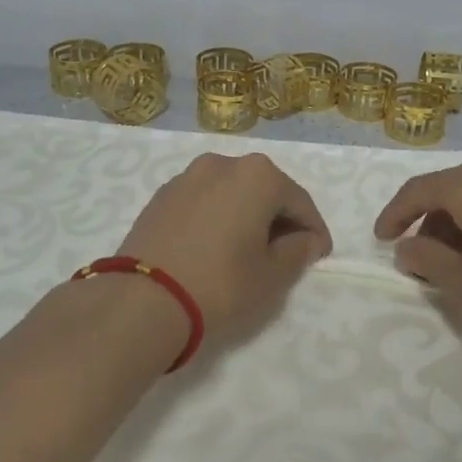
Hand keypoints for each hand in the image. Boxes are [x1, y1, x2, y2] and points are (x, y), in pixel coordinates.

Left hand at [118, 153, 332, 338]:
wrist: (142, 299)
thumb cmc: (220, 284)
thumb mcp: (271, 276)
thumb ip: (297, 252)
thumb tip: (306, 240)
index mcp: (258, 175)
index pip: (300, 202)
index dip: (314, 230)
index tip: (319, 255)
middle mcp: (224, 163)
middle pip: (265, 190)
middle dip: (280, 219)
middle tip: (286, 253)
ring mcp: (188, 176)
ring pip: (232, 192)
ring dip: (247, 215)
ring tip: (248, 250)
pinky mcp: (163, 194)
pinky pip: (204, 200)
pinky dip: (218, 216)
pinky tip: (215, 246)